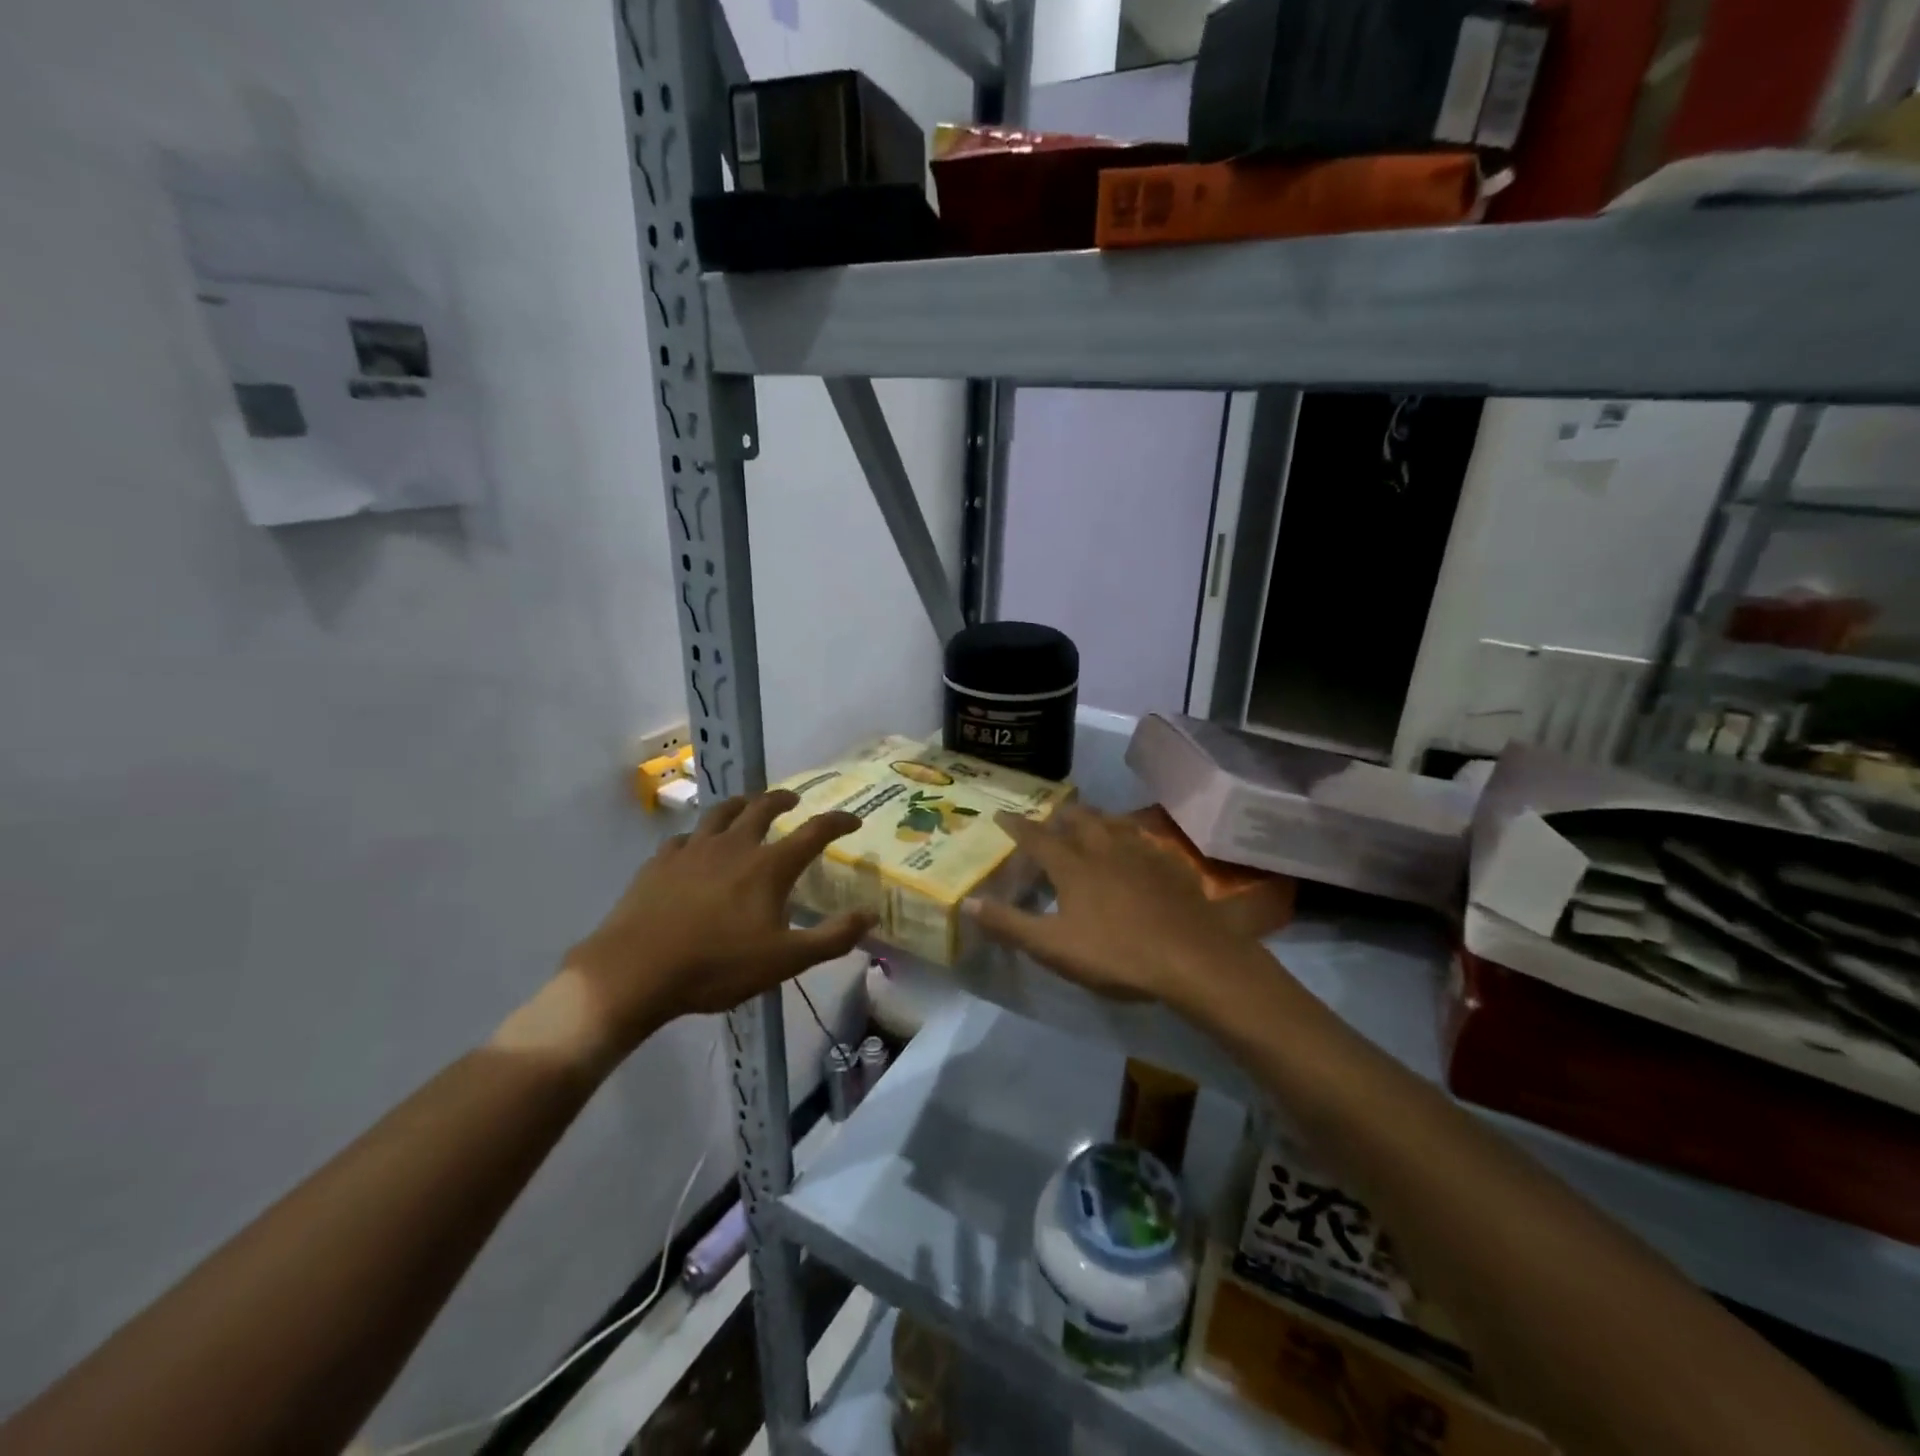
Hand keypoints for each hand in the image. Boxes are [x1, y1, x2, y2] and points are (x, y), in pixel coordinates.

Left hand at [527, 791, 871, 1070]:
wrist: (634, 972)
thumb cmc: (716, 967)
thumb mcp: (785, 961)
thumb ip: (832, 938)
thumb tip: (870, 915)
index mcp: (768, 867)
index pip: (813, 832)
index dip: (837, 822)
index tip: (853, 820)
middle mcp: (734, 846)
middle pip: (762, 808)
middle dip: (783, 800)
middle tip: (794, 800)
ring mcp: (693, 850)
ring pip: (721, 813)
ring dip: (741, 805)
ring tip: (748, 806)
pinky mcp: (660, 862)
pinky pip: (685, 837)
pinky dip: (699, 836)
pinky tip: (696, 846)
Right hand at [964, 805, 1248, 1005]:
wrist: (1192, 958)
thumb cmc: (1116, 953)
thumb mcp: (1053, 947)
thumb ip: (1010, 924)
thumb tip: (968, 902)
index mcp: (1073, 866)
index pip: (1036, 838)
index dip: (1016, 826)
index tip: (1001, 814)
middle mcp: (1104, 848)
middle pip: (1079, 820)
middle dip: (1061, 815)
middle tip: (1051, 815)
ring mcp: (1141, 853)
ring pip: (1114, 822)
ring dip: (1097, 818)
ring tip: (1091, 820)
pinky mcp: (1170, 865)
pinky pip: (1145, 838)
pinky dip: (1131, 835)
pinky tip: (1137, 845)